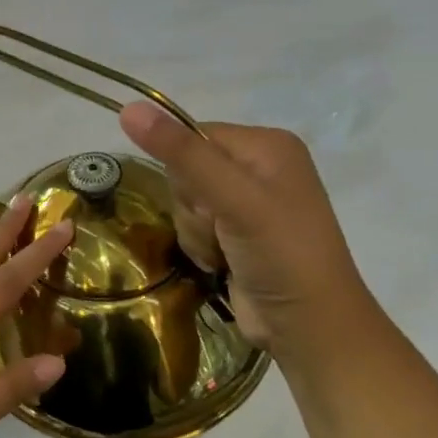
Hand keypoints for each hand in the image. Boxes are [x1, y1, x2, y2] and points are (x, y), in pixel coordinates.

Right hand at [119, 102, 378, 365]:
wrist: (309, 329)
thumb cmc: (281, 254)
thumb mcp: (232, 199)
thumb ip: (181, 154)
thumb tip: (128, 109)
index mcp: (267, 144)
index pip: (192, 135)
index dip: (186, 170)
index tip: (209, 201)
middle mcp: (258, 166)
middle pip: (185, 170)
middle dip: (193, 206)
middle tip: (223, 230)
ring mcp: (247, 202)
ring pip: (184, 202)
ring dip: (196, 231)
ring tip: (225, 252)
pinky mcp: (236, 233)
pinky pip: (193, 225)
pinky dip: (200, 246)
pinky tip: (222, 263)